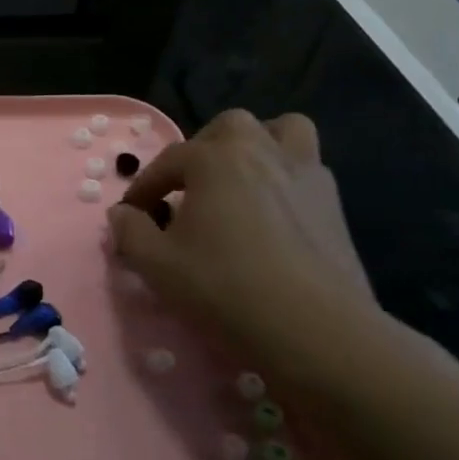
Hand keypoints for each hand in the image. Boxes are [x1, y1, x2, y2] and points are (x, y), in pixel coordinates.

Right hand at [106, 110, 387, 387]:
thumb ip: (130, 232)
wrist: (315, 330)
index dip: (144, 187)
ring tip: (241, 179)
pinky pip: (307, 169)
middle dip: (203, 150)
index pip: (167, 161)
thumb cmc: (226, 288)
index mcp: (215, 159)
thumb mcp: (157, 265)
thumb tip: (123, 214)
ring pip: (283, 131)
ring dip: (257, 146)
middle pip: (228, 128)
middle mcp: (261, 151)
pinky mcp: (335, 204)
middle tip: (189, 188)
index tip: (133, 215)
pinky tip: (274, 214)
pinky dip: (287, 178)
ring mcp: (305, 174)